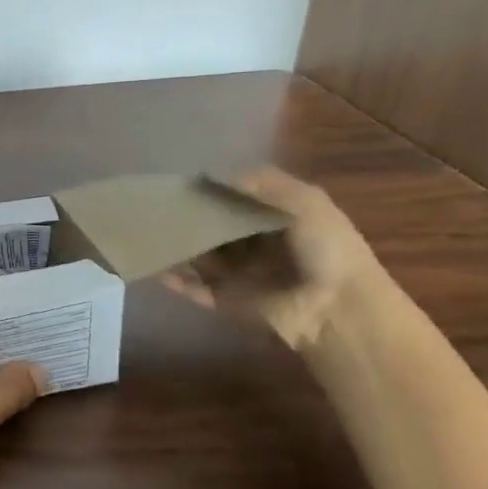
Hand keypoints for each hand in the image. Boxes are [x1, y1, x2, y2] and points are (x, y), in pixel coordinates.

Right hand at [163, 166, 385, 349]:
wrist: (340, 311)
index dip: (212, 193)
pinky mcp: (229, 301)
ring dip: (178, 248)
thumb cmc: (327, 250)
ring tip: (147, 236)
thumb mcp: (306, 202)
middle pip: (215, 228)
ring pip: (200, 258)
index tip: (182, 185)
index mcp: (276, 220)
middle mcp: (256, 245)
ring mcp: (241, 274)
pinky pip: (197, 289)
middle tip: (157, 210)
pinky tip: (156, 269)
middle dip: (190, 220)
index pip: (237, 201)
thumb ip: (263, 184)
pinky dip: (177, 281)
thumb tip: (214, 177)